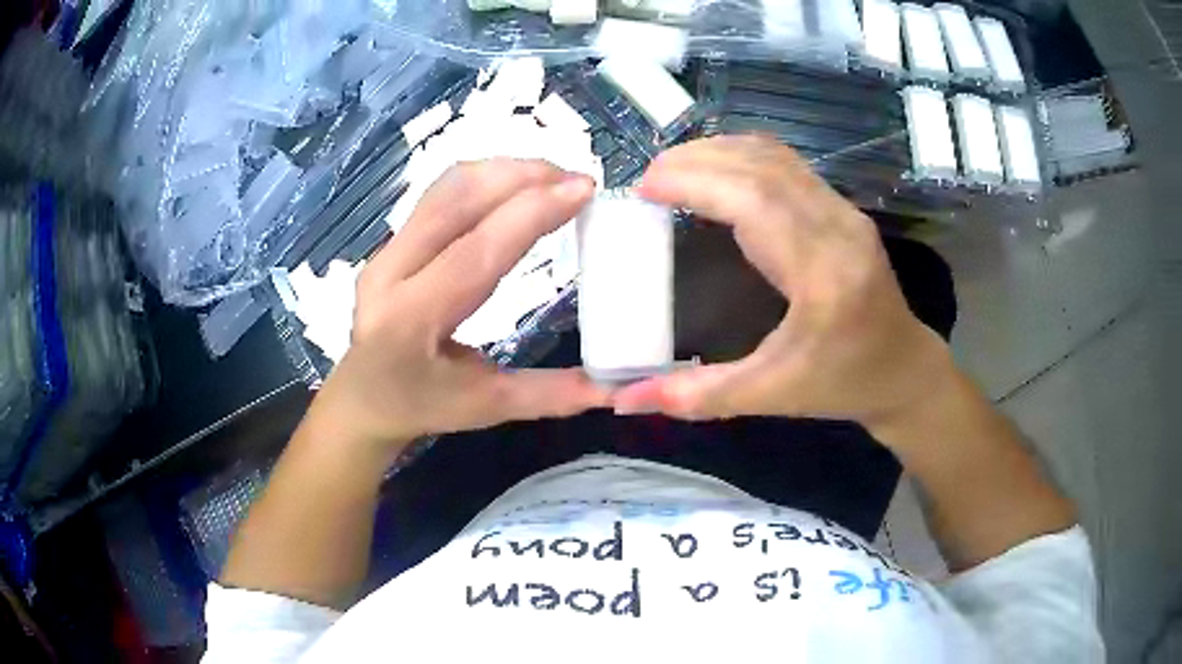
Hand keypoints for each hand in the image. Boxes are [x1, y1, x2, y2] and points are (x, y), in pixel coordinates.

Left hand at [312, 159, 607, 456]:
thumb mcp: (487, 407)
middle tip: (577, 180)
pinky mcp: (391, 241)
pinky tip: (517, 185)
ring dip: (504, 171)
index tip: (583, 189)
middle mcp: (389, 273)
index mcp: (411, 320)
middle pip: (456, 200)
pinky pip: (440, 194)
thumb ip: (553, 394)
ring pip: (446, 187)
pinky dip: (485, 178)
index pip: (476, 251)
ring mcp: (385, 250)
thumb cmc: (420, 407)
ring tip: (554, 177)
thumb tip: (621, 390)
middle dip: (523, 177)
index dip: (531, 213)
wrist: (361, 399)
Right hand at [614, 136, 956, 438]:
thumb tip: (625, 401)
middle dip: (696, 161)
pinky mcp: (842, 208)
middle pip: (762, 166)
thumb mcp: (772, 397)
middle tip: (647, 178)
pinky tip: (716, 171)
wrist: (903, 370)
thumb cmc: (841, 384)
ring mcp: (844, 212)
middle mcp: (838, 229)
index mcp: (823, 274)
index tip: (644, 188)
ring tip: (672, 170)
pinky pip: (787, 164)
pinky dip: (742, 156)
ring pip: (775, 156)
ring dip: (718, 152)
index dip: (696, 182)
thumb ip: (699, 397)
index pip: (756, 202)